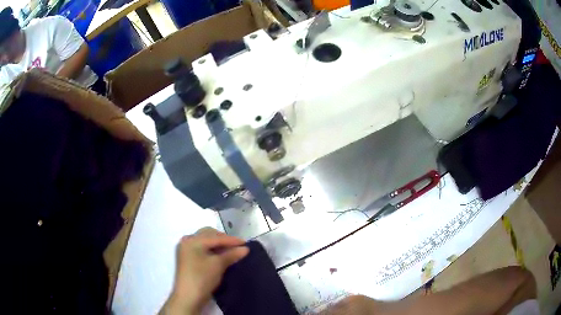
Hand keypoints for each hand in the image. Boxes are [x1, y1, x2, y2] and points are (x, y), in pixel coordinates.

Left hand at [160, 228, 248, 314]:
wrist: (188, 297)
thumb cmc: (202, 278)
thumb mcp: (218, 265)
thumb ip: (231, 254)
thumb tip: (245, 248)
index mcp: (192, 240)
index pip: (215, 237)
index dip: (231, 240)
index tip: (246, 243)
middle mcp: (187, 241)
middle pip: (208, 235)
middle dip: (223, 239)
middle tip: (237, 246)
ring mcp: (186, 250)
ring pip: (205, 242)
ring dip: (218, 245)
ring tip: (231, 251)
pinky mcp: (188, 259)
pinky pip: (202, 249)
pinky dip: (212, 251)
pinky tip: (221, 256)